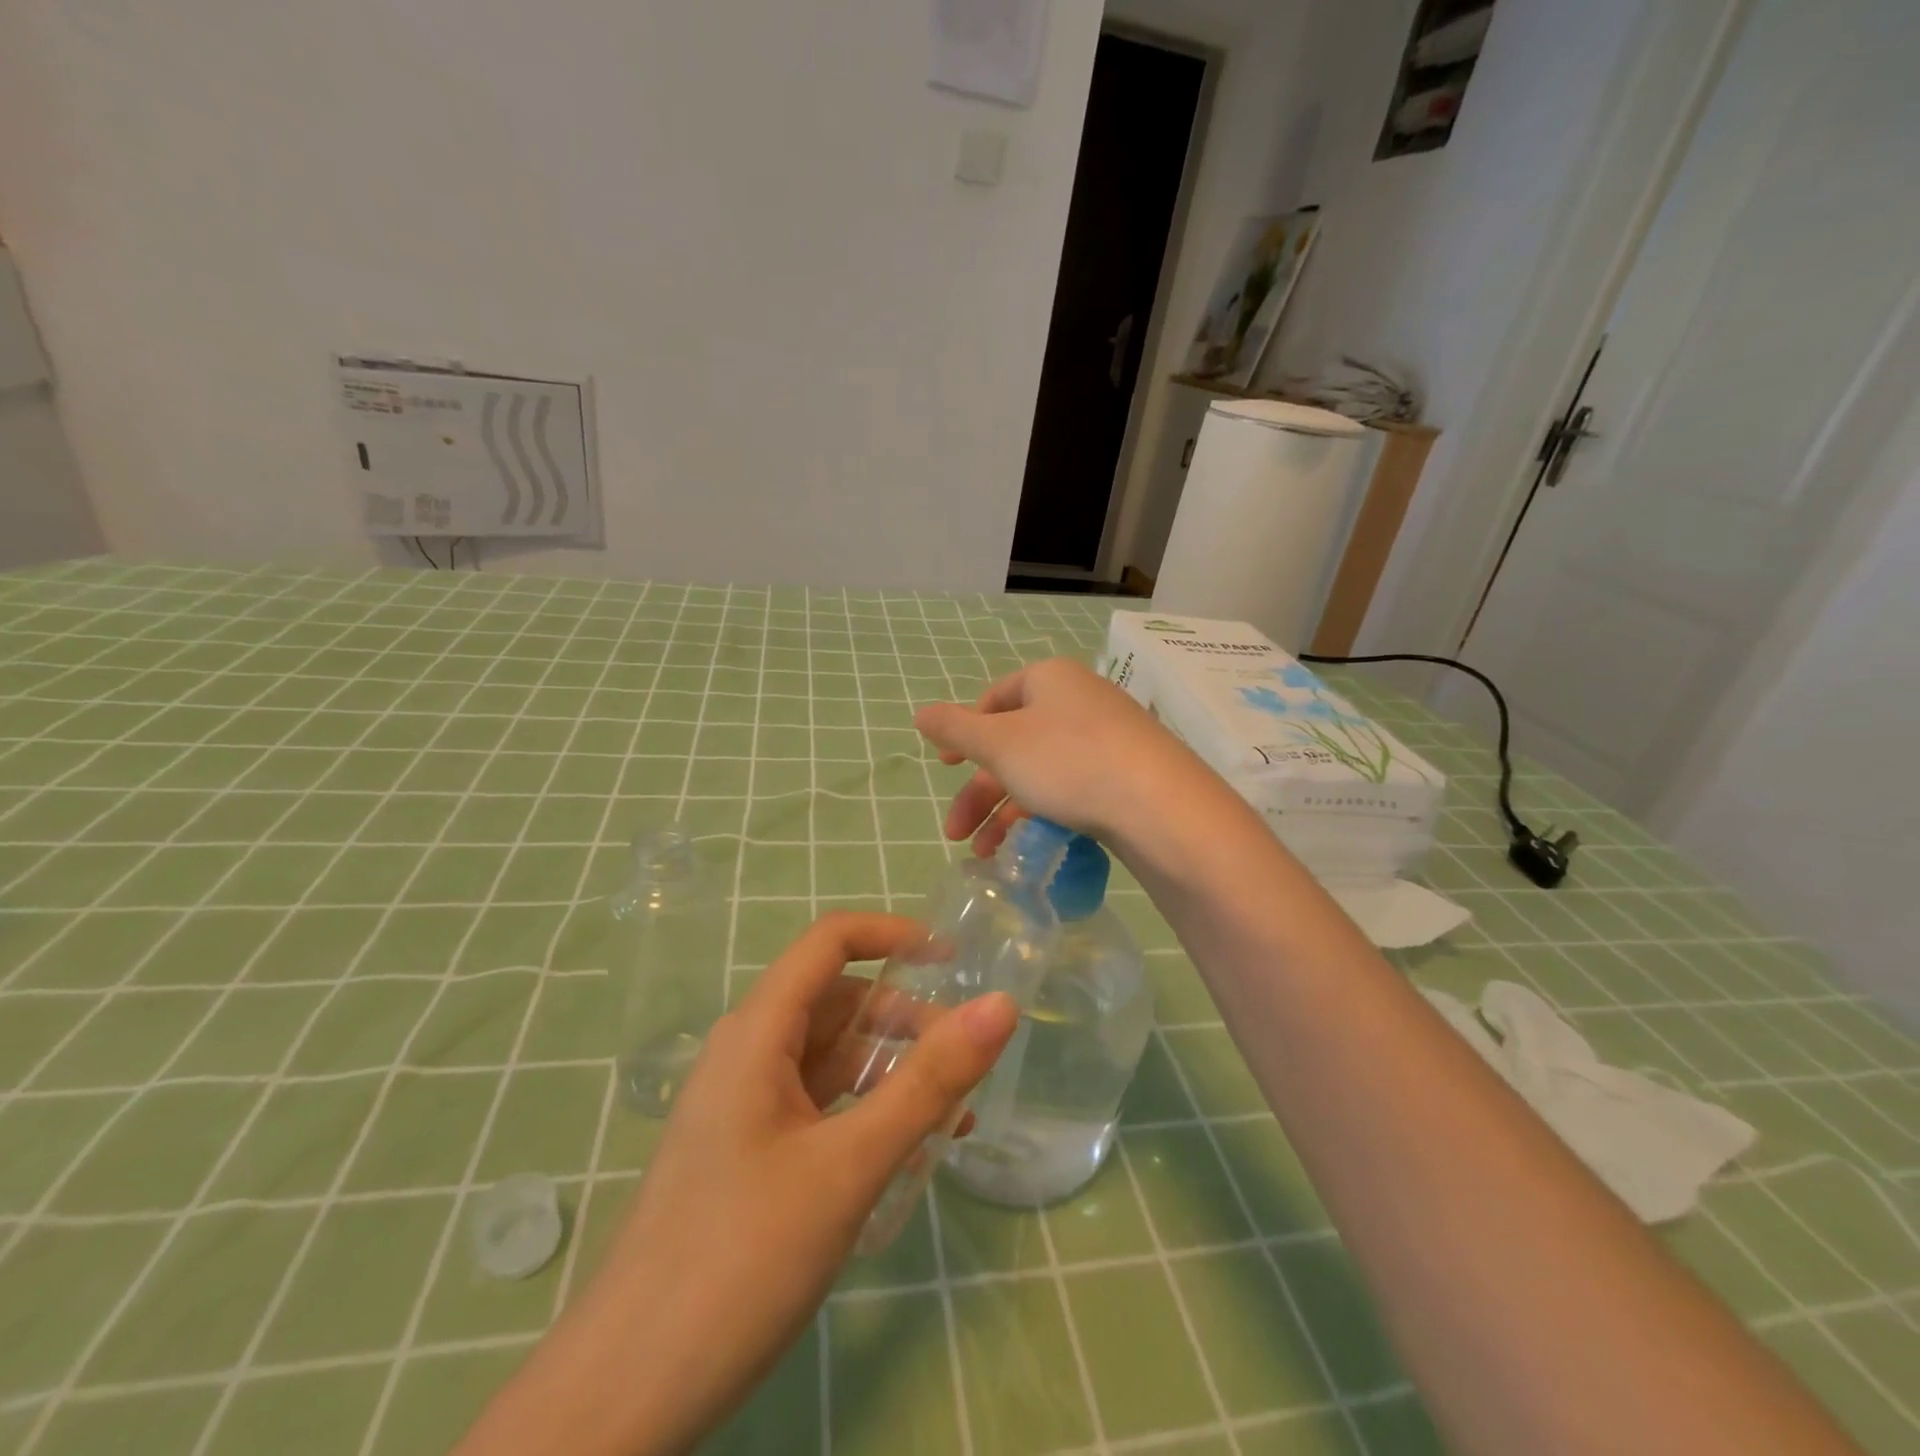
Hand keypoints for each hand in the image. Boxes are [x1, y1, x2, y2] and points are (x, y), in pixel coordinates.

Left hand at [455, 912, 1018, 1455]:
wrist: (624, 1395)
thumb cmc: (739, 1260)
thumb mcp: (850, 1165)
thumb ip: (929, 1082)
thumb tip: (1000, 1004)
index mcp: (758, 1032)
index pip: (828, 942)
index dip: (892, 935)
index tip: (954, 960)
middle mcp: (748, 1053)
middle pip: (837, 1002)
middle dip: (905, 1019)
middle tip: (967, 1061)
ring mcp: (744, 1105)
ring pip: (831, 1057)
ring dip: (892, 1071)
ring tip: (954, 1115)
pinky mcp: (749, 1152)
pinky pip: (819, 1105)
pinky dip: (867, 1111)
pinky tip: (907, 1153)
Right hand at [914, 657, 1213, 855]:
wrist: (1160, 807)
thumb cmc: (1067, 761)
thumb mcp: (999, 744)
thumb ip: (955, 729)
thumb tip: (920, 712)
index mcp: (1050, 679)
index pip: (995, 698)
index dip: (965, 732)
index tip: (944, 766)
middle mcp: (1080, 700)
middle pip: (1014, 743)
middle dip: (980, 791)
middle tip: (956, 832)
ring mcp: (1109, 738)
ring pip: (1042, 772)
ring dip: (1006, 813)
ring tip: (987, 854)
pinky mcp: (1128, 774)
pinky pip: (1074, 788)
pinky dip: (1045, 815)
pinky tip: (1031, 849)